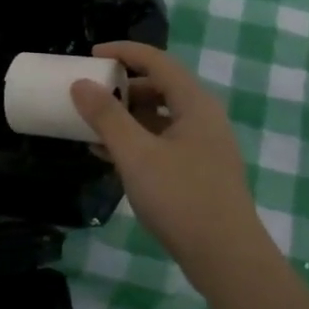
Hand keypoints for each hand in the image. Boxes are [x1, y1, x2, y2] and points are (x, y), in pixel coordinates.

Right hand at [71, 42, 266, 272]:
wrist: (226, 257)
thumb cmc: (181, 198)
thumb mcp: (136, 154)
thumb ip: (107, 117)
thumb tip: (81, 84)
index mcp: (195, 103)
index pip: (158, 61)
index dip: (124, 52)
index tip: (91, 55)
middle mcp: (204, 118)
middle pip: (161, 87)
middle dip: (123, 88)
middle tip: (91, 95)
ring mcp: (204, 147)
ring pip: (160, 118)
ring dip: (127, 118)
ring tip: (92, 128)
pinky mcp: (199, 172)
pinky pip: (163, 143)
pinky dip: (137, 142)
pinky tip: (109, 157)